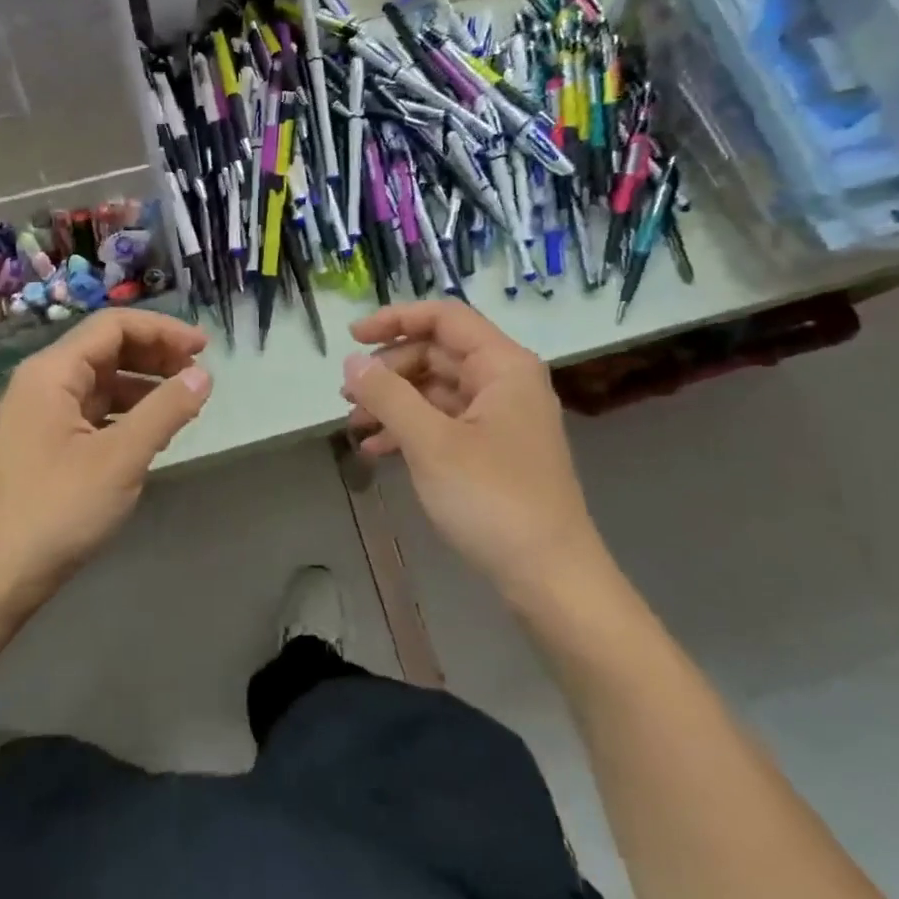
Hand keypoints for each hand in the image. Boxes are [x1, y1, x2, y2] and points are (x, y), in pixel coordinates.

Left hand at [0, 309, 213, 611]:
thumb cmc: (56, 510)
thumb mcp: (120, 458)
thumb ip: (165, 411)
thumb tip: (204, 376)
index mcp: (53, 372)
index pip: (113, 326)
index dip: (162, 330)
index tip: (204, 348)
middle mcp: (43, 383)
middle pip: (107, 349)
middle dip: (156, 356)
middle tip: (198, 376)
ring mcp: (42, 415)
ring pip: (102, 382)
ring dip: (145, 386)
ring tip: (184, 405)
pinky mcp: (46, 445)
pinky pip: (94, 412)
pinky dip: (128, 413)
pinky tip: (152, 434)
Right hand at [342, 301, 606, 604]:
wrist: (551, 579)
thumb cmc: (493, 499)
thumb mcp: (431, 443)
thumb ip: (388, 395)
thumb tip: (352, 362)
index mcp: (503, 365)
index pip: (445, 318)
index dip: (395, 319)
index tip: (351, 339)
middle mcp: (505, 383)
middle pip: (437, 354)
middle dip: (388, 371)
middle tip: (347, 395)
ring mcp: (500, 419)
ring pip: (436, 392)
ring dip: (393, 403)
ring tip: (354, 426)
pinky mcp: (493, 452)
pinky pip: (443, 424)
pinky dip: (409, 431)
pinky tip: (376, 451)